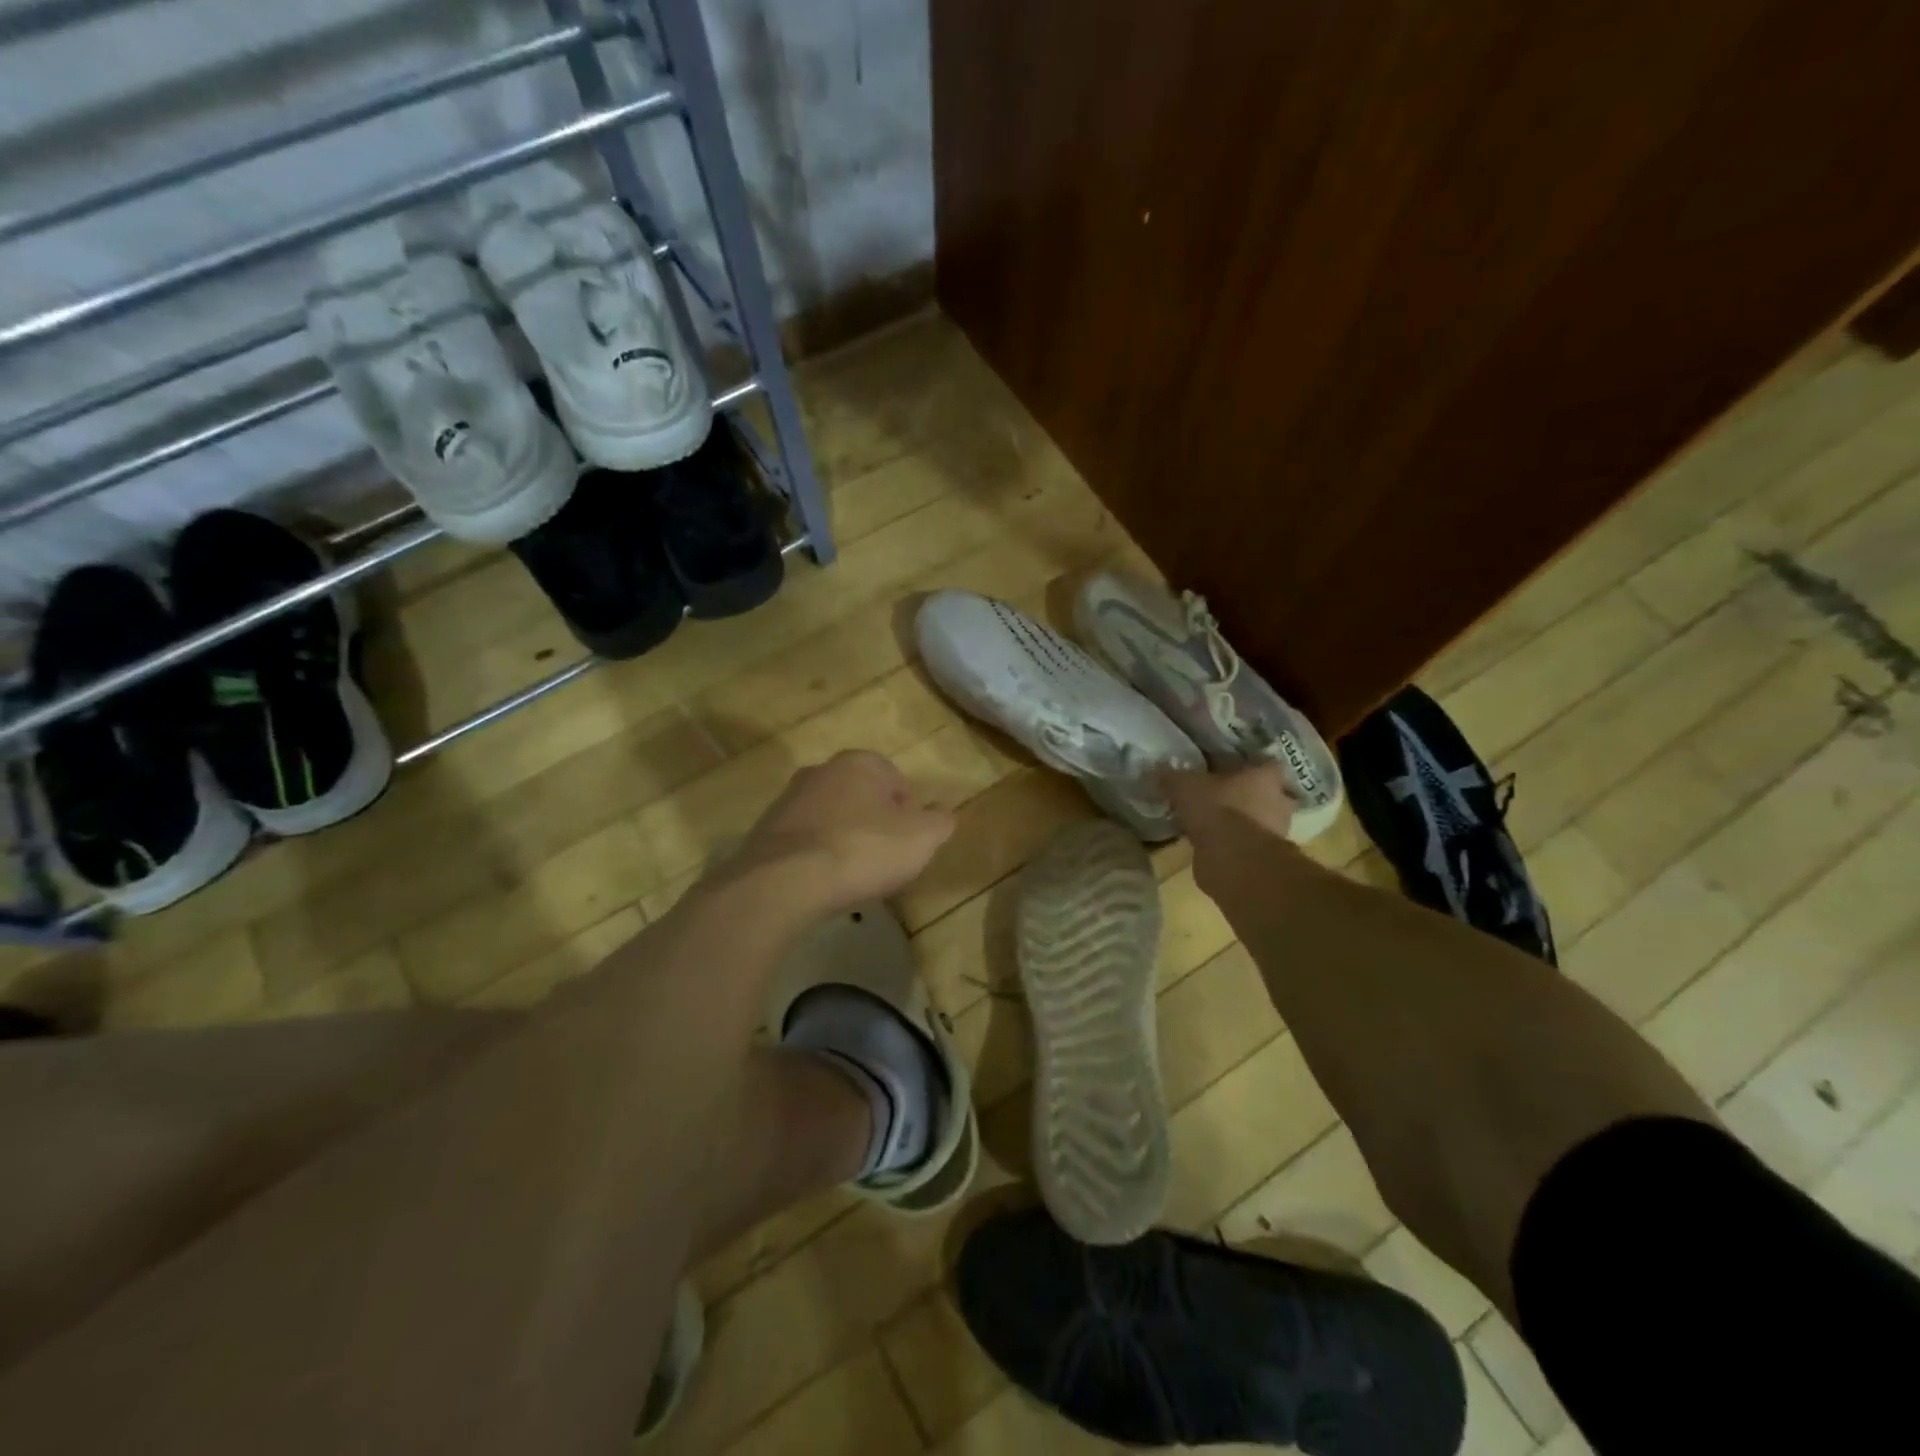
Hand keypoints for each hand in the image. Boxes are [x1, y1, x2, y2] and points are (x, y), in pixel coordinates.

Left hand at [731, 750, 955, 911]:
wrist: (783, 882)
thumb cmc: (862, 851)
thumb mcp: (921, 838)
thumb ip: (940, 822)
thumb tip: (942, 814)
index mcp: (860, 763)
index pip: (897, 782)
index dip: (910, 814)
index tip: (909, 844)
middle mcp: (821, 771)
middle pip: (861, 797)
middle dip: (875, 824)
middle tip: (884, 859)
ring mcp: (788, 800)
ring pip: (831, 818)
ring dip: (844, 840)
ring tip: (853, 876)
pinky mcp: (764, 831)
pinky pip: (804, 841)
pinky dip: (816, 857)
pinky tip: (822, 883)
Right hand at [1162, 764, 1302, 899]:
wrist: (1234, 861)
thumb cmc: (1217, 811)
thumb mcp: (1184, 786)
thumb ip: (1171, 776)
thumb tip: (1157, 769)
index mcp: (1265, 775)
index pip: (1259, 761)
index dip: (1238, 763)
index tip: (1218, 768)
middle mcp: (1277, 800)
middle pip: (1257, 791)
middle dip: (1235, 793)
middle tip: (1209, 794)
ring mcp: (1273, 830)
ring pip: (1250, 818)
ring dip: (1231, 820)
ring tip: (1203, 820)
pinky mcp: (1262, 856)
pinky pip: (1242, 842)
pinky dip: (1227, 842)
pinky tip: (1204, 842)